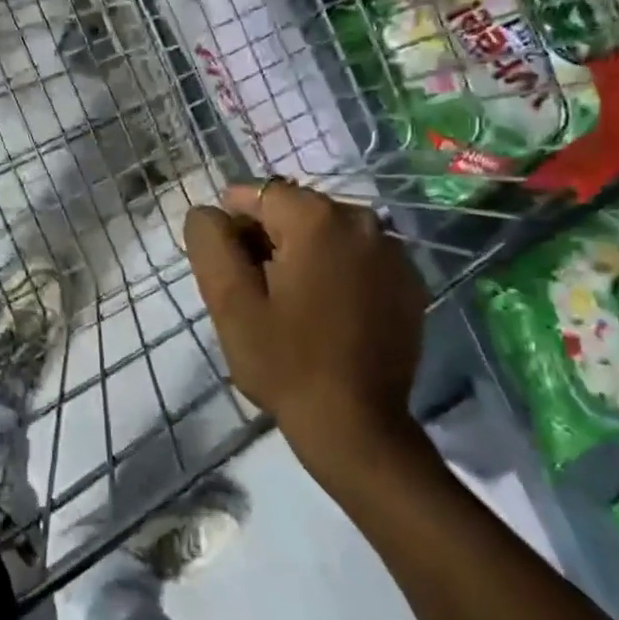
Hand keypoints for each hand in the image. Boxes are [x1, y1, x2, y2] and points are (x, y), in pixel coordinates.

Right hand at [185, 179, 430, 478]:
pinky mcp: (410, 283)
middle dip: (268, 238)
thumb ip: (210, 242)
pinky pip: (357, 258)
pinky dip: (336, 271)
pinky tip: (325, 313)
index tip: (228, 266)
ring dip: (302, 254)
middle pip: (296, 211)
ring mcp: (394, 252)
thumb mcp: (229, 301)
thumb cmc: (285, 361)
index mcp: (318, 219)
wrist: (356, 426)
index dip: (234, 224)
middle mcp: (364, 221)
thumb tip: (208, 212)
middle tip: (254, 290)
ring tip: (290, 304)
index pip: (259, 193)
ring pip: (327, 233)